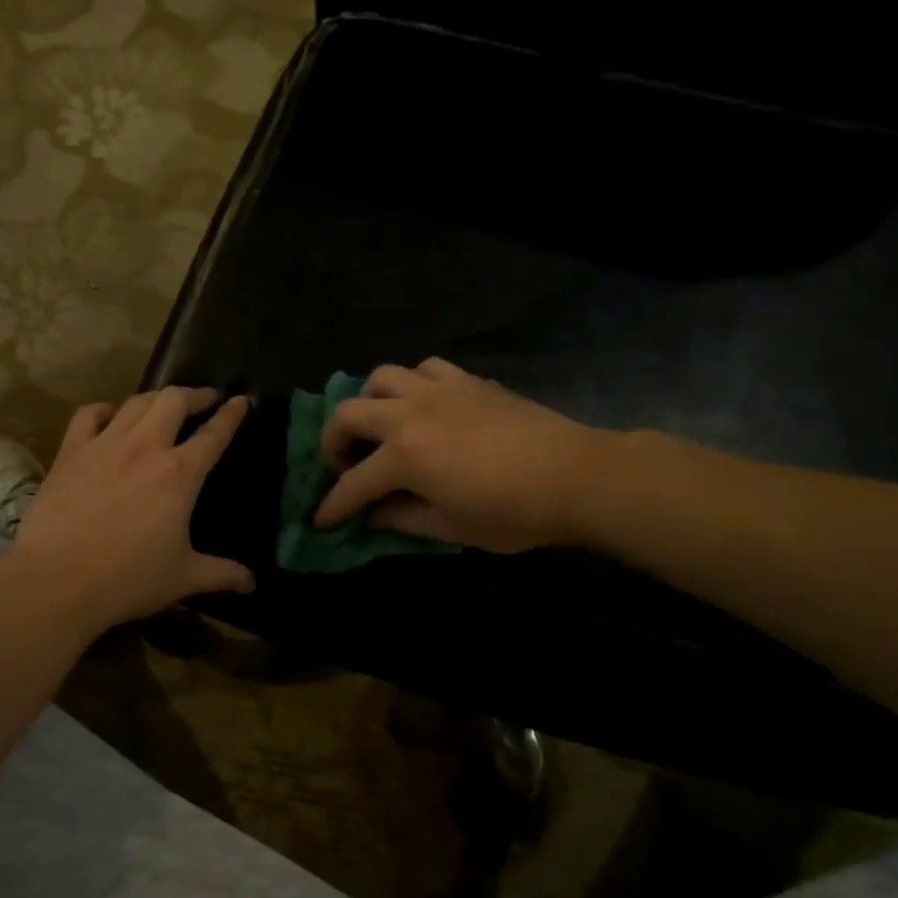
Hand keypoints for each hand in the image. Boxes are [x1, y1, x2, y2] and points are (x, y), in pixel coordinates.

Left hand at [12, 386, 253, 630]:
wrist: (58, 580)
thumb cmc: (128, 579)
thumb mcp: (183, 578)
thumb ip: (221, 574)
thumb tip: (252, 583)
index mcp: (179, 474)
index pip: (214, 434)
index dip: (231, 414)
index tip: (241, 400)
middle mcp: (145, 447)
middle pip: (174, 400)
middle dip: (194, 394)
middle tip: (204, 399)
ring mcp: (105, 445)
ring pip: (136, 402)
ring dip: (156, 398)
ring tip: (164, 405)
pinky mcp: (71, 452)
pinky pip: (89, 414)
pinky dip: (105, 411)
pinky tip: (110, 419)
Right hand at [314, 358, 598, 553]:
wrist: (577, 476)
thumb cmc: (513, 513)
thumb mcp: (451, 528)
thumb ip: (402, 519)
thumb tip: (373, 515)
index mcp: (404, 456)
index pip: (353, 485)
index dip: (333, 507)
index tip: (320, 521)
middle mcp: (411, 414)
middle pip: (349, 413)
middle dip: (333, 441)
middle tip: (344, 465)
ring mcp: (440, 391)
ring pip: (383, 376)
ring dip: (370, 401)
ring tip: (381, 426)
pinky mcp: (468, 381)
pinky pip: (426, 368)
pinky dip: (414, 384)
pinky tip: (425, 406)